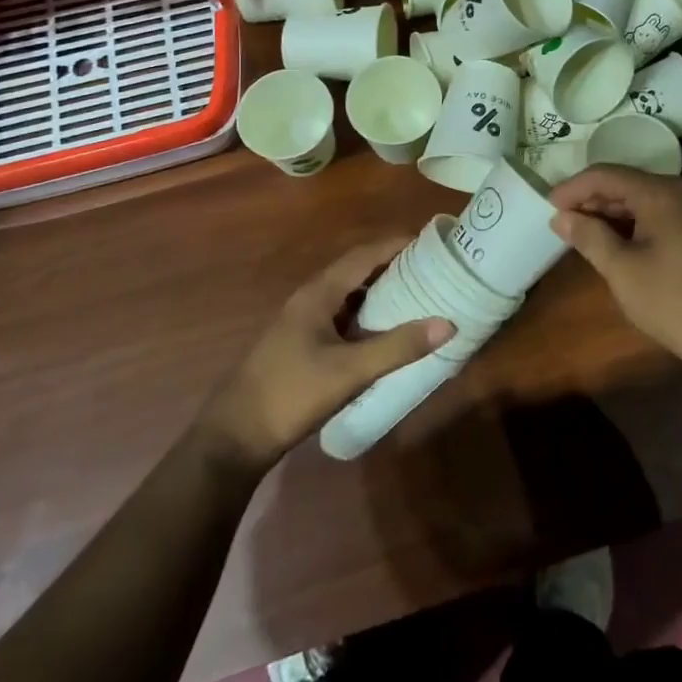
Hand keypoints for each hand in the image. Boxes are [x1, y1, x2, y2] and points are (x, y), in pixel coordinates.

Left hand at [198, 237, 452, 468]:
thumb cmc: (291, 395)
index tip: (431, 242)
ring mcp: (302, 322)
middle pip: (357, 270)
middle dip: (393, 265)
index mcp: (318, 293)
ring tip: (417, 295)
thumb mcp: (350, 372)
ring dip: (379, 290)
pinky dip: (366, 314)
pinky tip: (384, 333)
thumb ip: (398, 347)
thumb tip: (447, 323)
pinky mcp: (300, 345)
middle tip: (432, 269)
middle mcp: (309, 298)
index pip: (364, 254)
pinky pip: (341, 316)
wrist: (234, 439)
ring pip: (348, 294)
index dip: (397, 244)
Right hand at [548, 166, 681, 382]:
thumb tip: (561, 217)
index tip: (546, 207)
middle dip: (590, 200)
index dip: (572, 188)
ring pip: (640, 201)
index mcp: (660, 192)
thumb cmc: (675, 301)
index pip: (605, 174)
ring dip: (609, 214)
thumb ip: (588, 236)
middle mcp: (678, 191)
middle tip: (560, 223)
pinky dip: (630, 226)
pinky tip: (613, 245)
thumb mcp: (622, 269)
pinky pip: (656, 216)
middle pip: (624, 183)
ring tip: (580, 235)